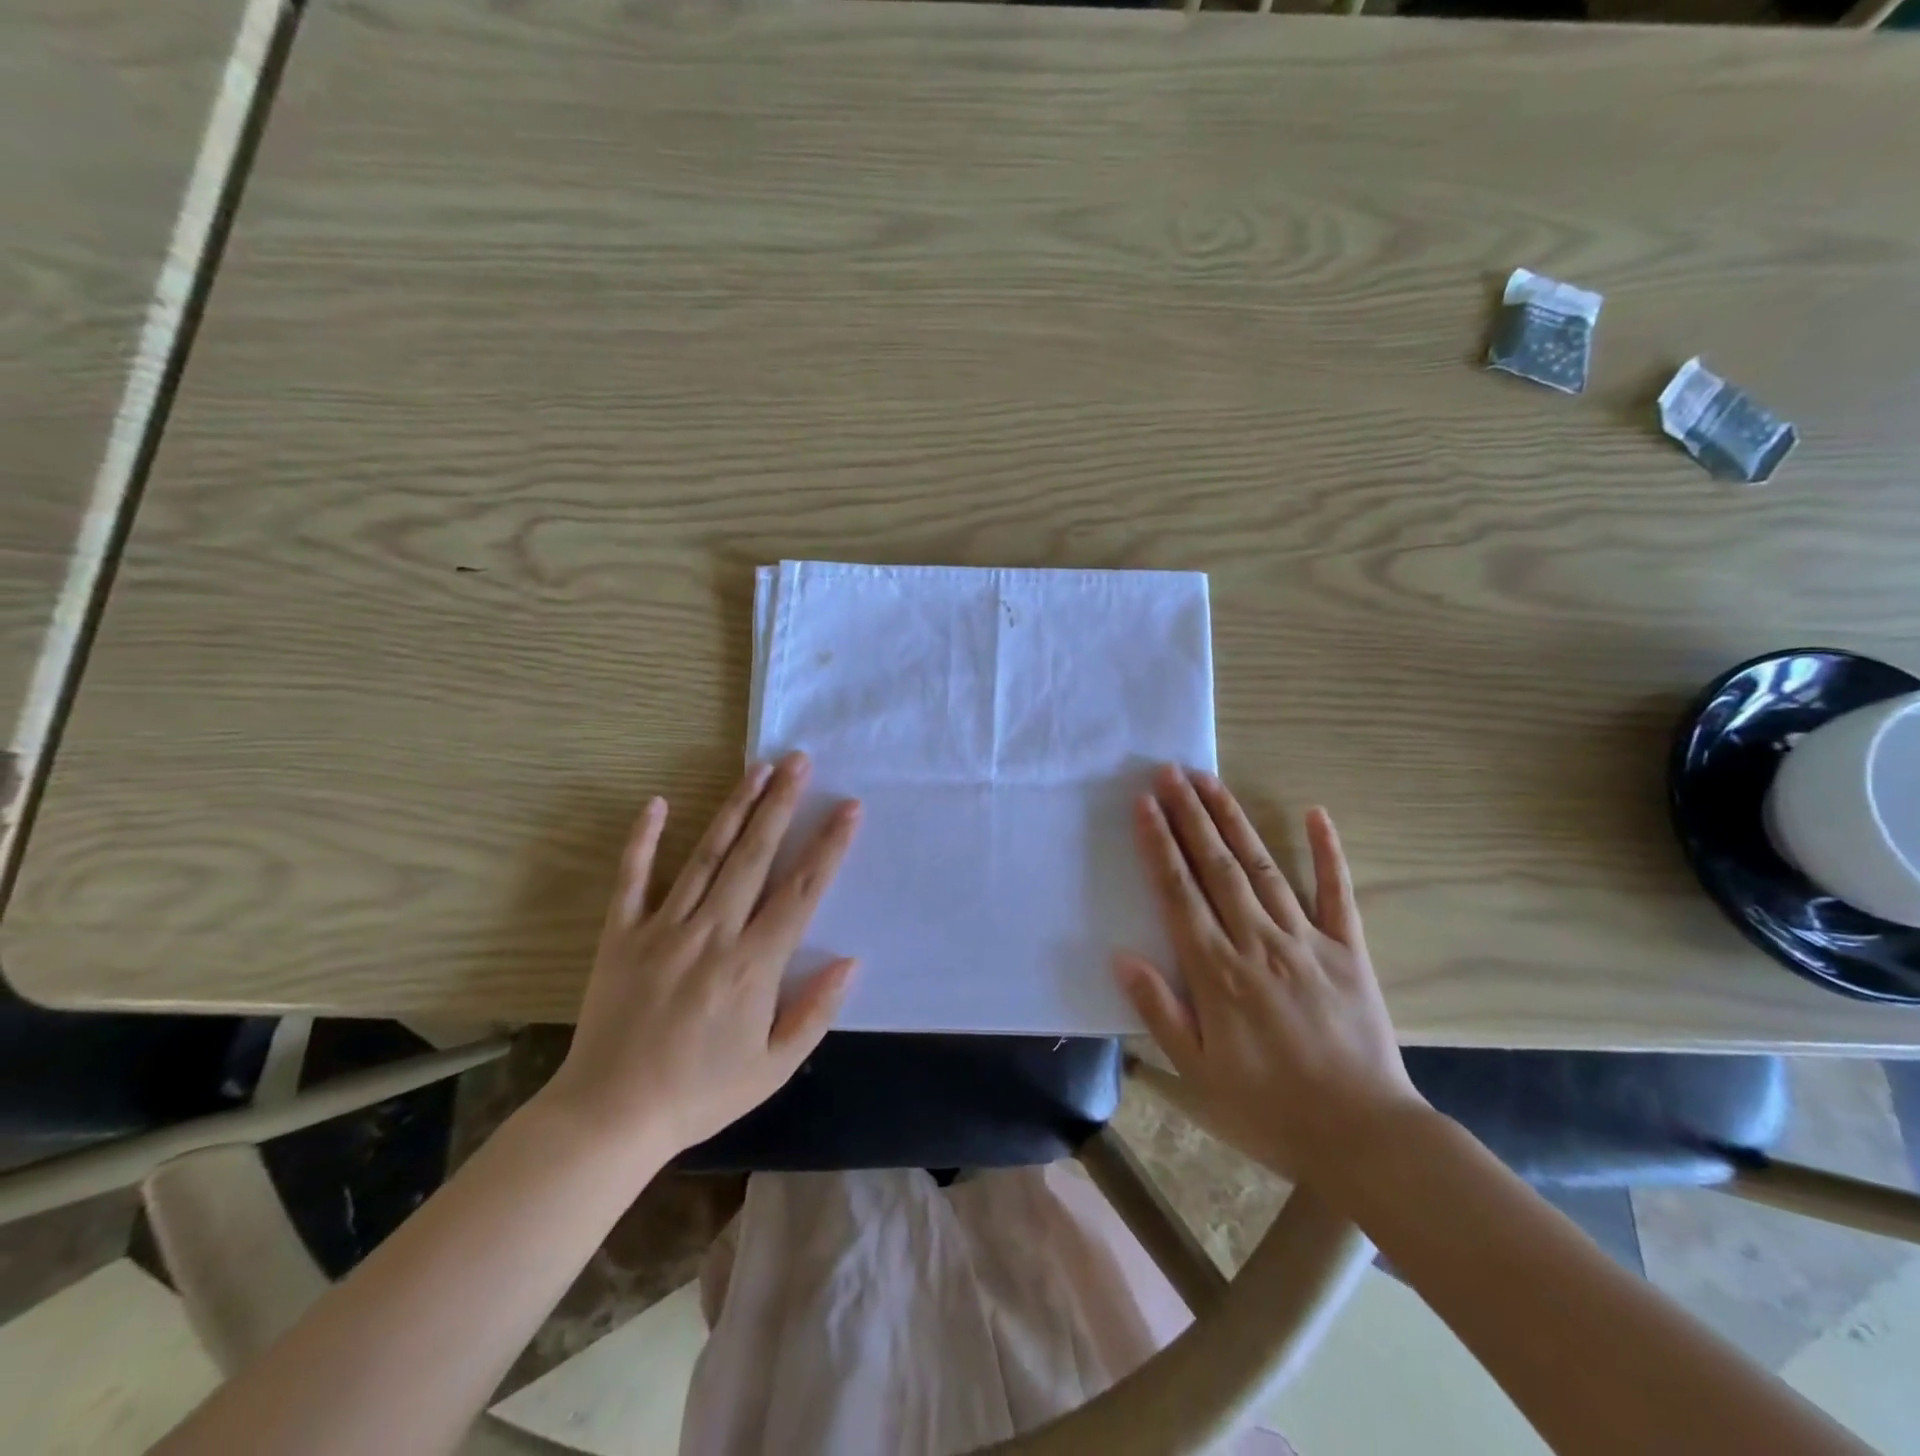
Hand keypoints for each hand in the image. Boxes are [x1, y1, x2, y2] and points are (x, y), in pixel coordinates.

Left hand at [540, 752, 860, 1163]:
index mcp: (753, 965)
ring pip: (706, 855)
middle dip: (781, 804)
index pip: (802, 891)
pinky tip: (656, 802)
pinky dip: (643, 840)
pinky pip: (633, 879)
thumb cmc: (700, 1094)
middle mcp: (712, 933)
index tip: (848, 808)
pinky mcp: (621, 935)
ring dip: (734, 808)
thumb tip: (850, 960)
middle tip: (800, 761)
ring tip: (757, 768)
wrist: (609, 1119)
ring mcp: (663, 929)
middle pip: (755, 856)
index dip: (829, 846)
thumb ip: (815, 1012)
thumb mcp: (773, 1067)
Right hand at [1113, 765, 1424, 1181]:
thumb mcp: (1199, 1072)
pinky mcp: (1348, 950)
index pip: (1179, 892)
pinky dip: (1327, 851)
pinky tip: (1315, 813)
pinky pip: (1337, 893)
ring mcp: (1307, 941)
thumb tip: (1122, 956)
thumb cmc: (1270, 1108)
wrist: (1365, 1137)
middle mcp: (1258, 942)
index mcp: (1218, 971)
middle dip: (1189, 815)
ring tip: (1210, 780)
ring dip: (1233, 820)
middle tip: (1170, 771)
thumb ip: (1160, 1010)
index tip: (1143, 804)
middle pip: (1216, 866)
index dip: (1158, 844)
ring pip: (1262, 867)